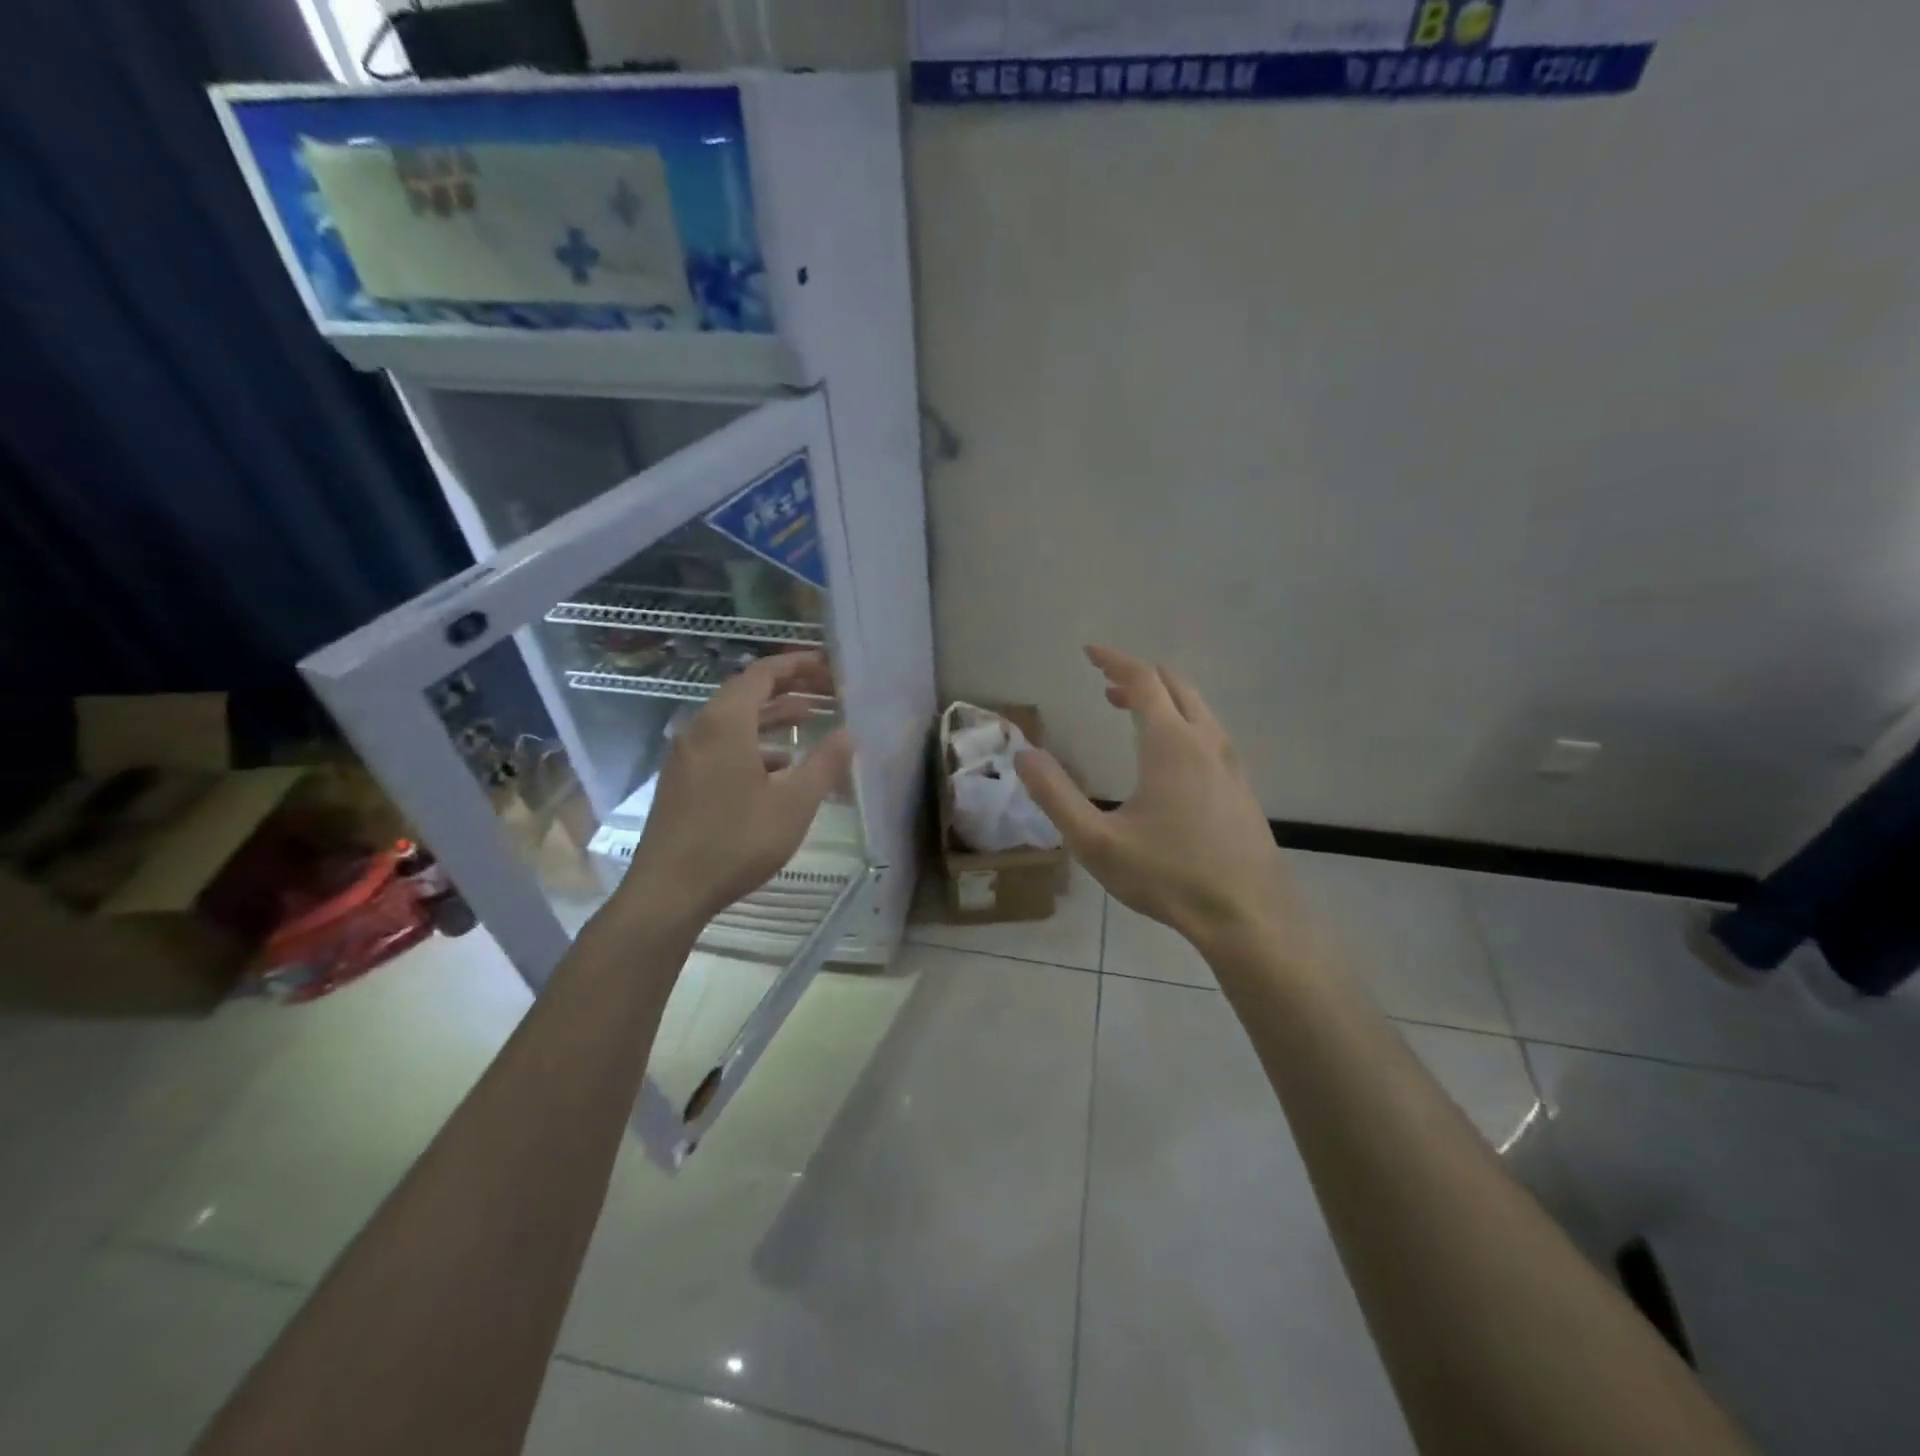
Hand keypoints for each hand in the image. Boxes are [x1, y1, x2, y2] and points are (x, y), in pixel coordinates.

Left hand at [620, 652, 851, 930]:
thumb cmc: (736, 841)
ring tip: (808, 721)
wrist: (669, 891)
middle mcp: (700, 729)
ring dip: (770, 717)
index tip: (827, 664)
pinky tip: (777, 767)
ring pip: (733, 721)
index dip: (796, 665)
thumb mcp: (793, 804)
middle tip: (825, 690)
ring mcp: (686, 756)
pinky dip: (752, 744)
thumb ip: (824, 764)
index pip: (761, 674)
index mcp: (725, 723)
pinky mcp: (681, 780)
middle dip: (787, 688)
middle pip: (746, 693)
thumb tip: (849, 734)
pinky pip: (721, 745)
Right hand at [1016, 646, 1301, 952]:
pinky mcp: (1242, 788)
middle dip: (1138, 676)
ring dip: (1163, 700)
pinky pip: (1210, 734)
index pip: (1143, 680)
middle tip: (1106, 686)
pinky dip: (1182, 723)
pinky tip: (1166, 759)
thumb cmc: (1168, 876)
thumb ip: (1056, 796)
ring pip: (1197, 709)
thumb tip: (1023, 754)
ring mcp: (1230, 765)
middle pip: (1175, 686)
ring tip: (1130, 713)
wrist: (1249, 916)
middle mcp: (1205, 742)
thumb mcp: (1096, 842)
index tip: (1090, 652)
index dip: (1115, 660)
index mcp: (1170, 744)